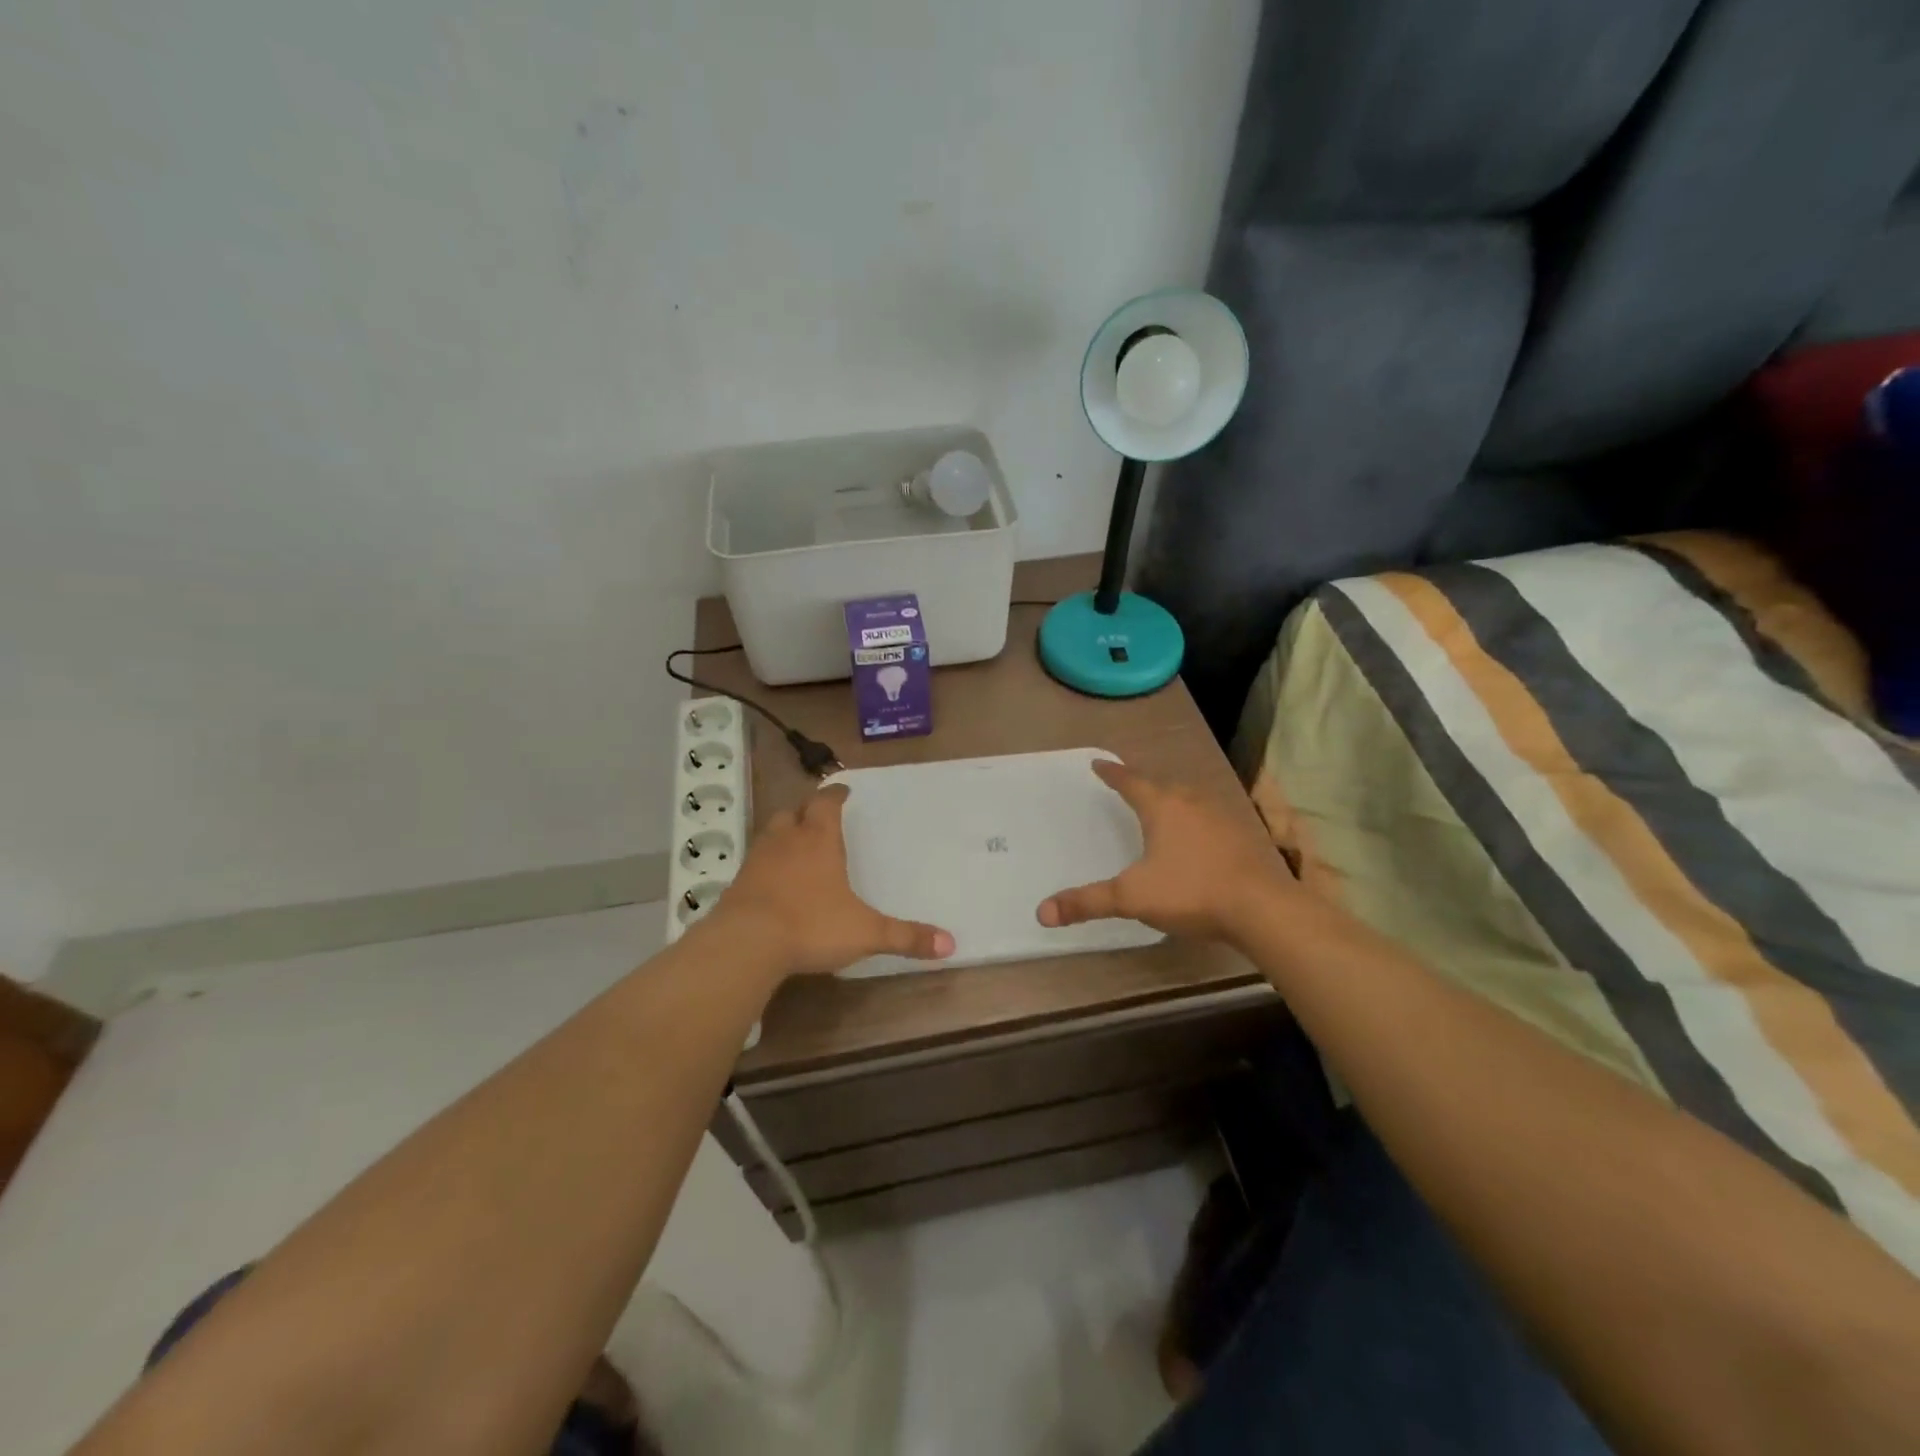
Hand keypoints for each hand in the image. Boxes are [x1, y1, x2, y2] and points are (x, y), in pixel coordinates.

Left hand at [709, 783, 954, 978]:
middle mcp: (787, 840)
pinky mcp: (737, 883)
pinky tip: (774, 880)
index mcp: (819, 839)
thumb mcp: (865, 933)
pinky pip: (755, 861)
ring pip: (771, 832)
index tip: (843, 790)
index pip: (826, 803)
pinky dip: (766, 862)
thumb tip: (951, 945)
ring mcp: (758, 860)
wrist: (745, 944)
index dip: (835, 795)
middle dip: (806, 810)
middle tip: (818, 816)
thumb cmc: (811, 925)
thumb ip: (905, 937)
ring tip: (796, 843)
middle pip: (794, 811)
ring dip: (784, 832)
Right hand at [1037, 759, 1294, 944]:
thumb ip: (1088, 902)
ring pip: (1189, 798)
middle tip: (1128, 785)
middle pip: (1161, 784)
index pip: (1131, 781)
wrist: (1262, 909)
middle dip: (1142, 784)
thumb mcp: (1132, 898)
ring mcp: (1221, 816)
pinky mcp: (1242, 835)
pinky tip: (1197, 835)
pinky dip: (1195, 819)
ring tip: (1160, 805)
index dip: (1112, 773)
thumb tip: (1042, 912)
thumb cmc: (1191, 892)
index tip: (1099, 763)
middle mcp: (1192, 802)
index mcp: (1163, 806)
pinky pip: (1209, 817)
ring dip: (1171, 798)